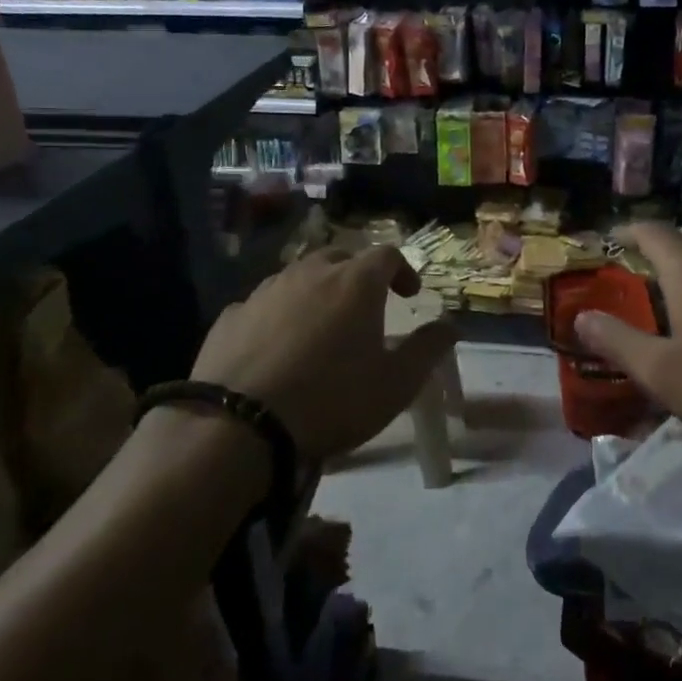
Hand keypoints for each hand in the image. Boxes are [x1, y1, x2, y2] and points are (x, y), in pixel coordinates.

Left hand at [191, 246, 457, 464]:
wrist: (239, 425)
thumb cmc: (332, 399)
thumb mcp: (397, 383)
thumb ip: (428, 348)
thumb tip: (451, 324)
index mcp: (355, 283)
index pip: (386, 255)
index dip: (402, 270)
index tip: (409, 294)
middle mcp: (309, 274)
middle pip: (340, 257)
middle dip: (358, 274)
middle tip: (366, 305)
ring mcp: (264, 291)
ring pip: (298, 277)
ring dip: (316, 291)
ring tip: (321, 326)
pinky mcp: (230, 316)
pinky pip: (263, 304)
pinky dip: (279, 314)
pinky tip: (277, 346)